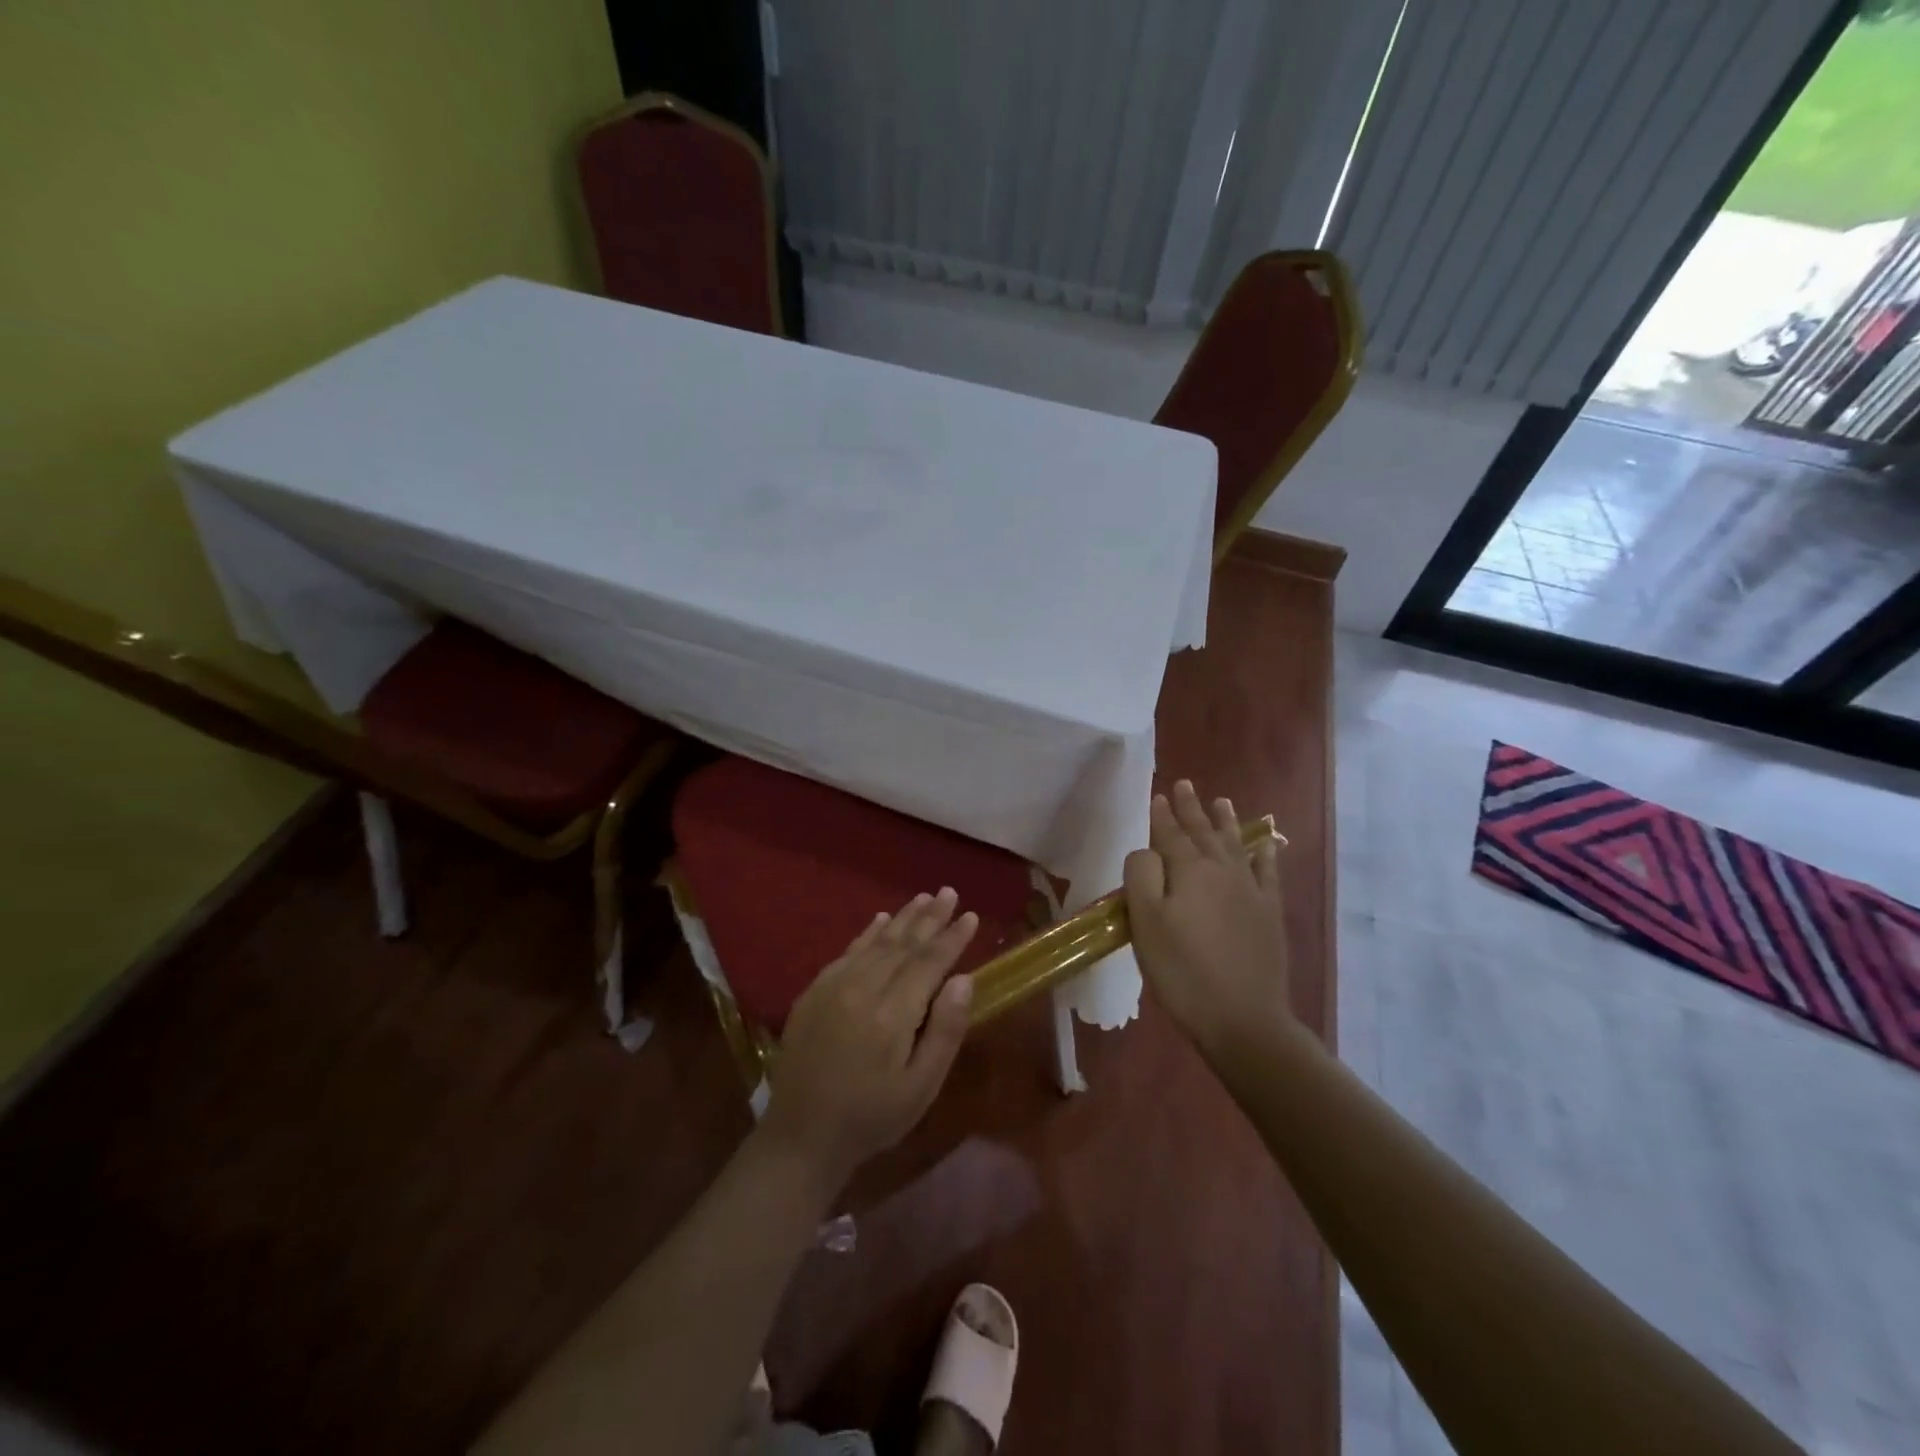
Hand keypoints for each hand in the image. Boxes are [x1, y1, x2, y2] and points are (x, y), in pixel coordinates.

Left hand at [759, 888, 978, 1190]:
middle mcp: (862, 989)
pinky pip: (848, 952)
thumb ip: (944, 1031)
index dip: (952, 938)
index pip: (929, 963)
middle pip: (903, 944)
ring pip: (876, 942)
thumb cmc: (871, 1117)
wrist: (801, 1136)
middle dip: (930, 917)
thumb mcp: (920, 1088)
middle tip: (949, 891)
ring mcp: (833, 986)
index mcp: (892, 1014)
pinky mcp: (814, 991)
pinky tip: (881, 919)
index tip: (971, 916)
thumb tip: (964, 980)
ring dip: (903, 918)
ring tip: (923, 897)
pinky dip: (868, 933)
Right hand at [1123, 780, 1290, 1056]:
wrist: (1243, 1018)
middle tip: (1185, 784)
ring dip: (1225, 822)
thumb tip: (1147, 850)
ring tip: (1221, 802)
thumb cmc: (1182, 971)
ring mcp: (1251, 891)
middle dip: (1191, 809)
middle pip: (1203, 833)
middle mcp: (1223, 871)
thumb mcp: (1145, 923)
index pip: (1170, 835)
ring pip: (1235, 845)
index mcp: (1189, 871)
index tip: (1157, 795)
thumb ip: (1141, 875)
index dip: (1161, 815)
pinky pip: (1268, 872)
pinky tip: (1266, 843)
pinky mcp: (1270, 913)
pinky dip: (1266, 854)